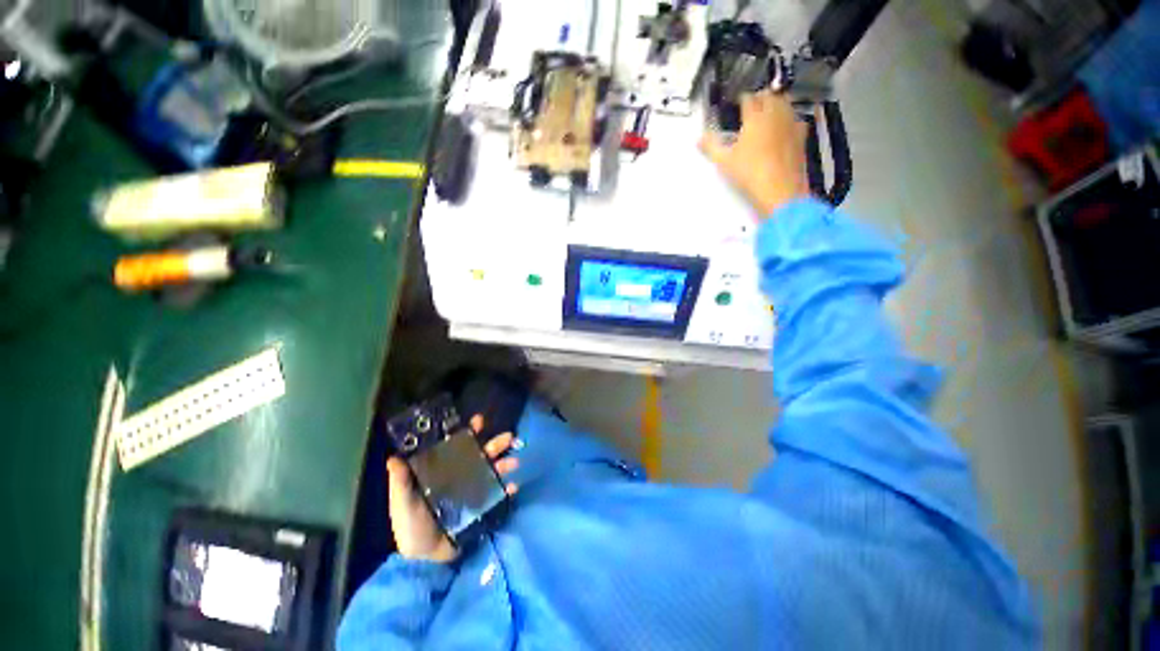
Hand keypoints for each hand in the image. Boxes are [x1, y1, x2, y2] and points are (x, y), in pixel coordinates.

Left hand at [387, 415, 519, 562]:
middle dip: (490, 446)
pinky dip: (504, 492)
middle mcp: (451, 480)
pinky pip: (492, 499)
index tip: (478, 421)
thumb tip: (394, 456)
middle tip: (508, 437)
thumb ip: (399, 480)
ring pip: (486, 475)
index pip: (449, 447)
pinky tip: (513, 487)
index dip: (463, 433)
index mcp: (432, 472)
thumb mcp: (401, 500)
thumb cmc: (409, 525)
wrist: (424, 559)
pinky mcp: (475, 513)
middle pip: (473, 458)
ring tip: (514, 461)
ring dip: (500, 467)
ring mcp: (465, 496)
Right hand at [700, 91, 809, 217]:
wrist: (784, 194)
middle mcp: (774, 117)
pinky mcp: (802, 141)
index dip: (742, 98)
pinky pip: (799, 122)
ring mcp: (790, 128)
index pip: (748, 98)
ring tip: (772, 109)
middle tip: (756, 102)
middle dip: (762, 96)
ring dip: (779, 103)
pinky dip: (793, 119)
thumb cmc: (753, 174)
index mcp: (754, 117)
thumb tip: (699, 139)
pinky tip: (789, 126)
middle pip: (770, 96)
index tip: (739, 102)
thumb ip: (711, 146)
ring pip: (786, 105)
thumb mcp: (726, 162)